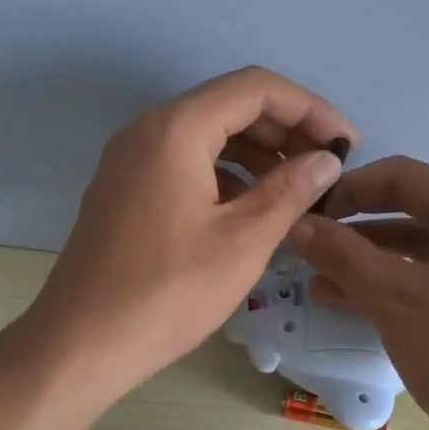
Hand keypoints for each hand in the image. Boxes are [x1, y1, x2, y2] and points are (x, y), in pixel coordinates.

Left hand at [29, 67, 353, 402]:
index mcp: (176, 128)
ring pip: (204, 135)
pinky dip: (223, 173)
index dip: (310, 108)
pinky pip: (182, 161)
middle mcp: (146, 129)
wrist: (81, 342)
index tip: (347, 143)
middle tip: (325, 168)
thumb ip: (290, 189)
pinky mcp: (122, 189)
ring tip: (296, 189)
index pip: (255, 88)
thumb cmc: (168, 291)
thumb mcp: (243, 240)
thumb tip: (326, 160)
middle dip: (284, 129)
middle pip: (228, 105)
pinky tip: (250, 207)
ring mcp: (128, 159)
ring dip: (255, 152)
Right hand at [288, 157, 428, 429]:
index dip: (349, 189)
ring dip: (363, 258)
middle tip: (305, 243)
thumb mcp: (394, 298)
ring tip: (313, 275)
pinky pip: (426, 281)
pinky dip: (386, 285)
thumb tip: (296, 222)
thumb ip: (341, 253)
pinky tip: (342, 301)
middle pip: (408, 209)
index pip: (401, 175)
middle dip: (353, 225)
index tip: (306, 212)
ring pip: (414, 249)